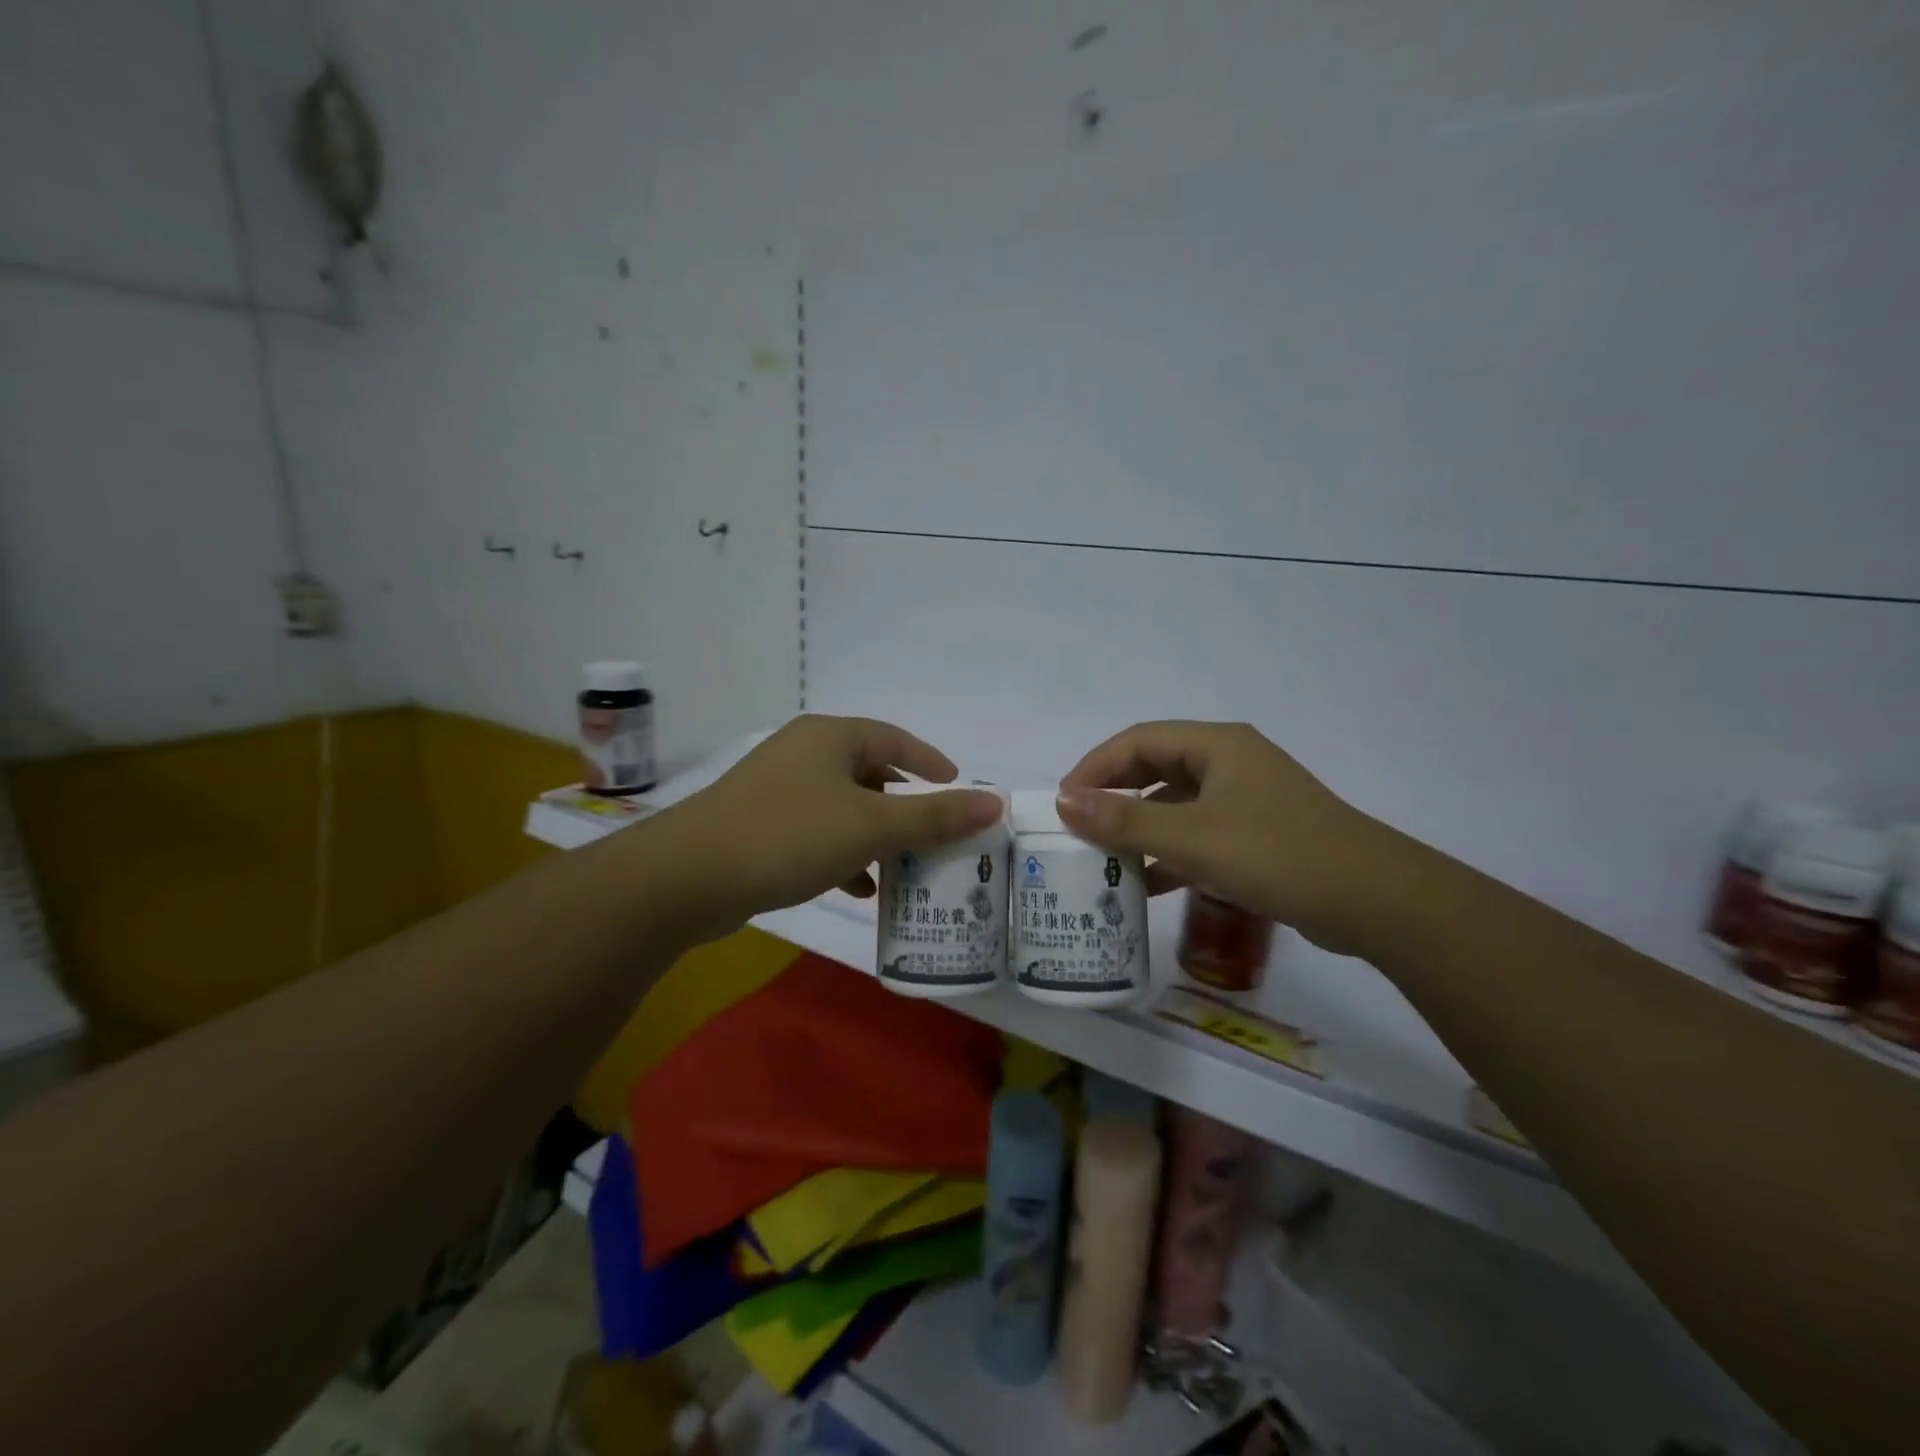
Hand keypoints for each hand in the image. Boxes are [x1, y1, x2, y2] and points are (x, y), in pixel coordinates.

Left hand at [671, 715, 1003, 929]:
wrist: (689, 876)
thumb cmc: (790, 835)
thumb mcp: (872, 826)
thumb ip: (935, 816)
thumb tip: (994, 803)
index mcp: (831, 737)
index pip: (894, 738)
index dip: (929, 761)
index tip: (956, 784)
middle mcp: (803, 753)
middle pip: (869, 772)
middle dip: (903, 804)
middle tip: (934, 831)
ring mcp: (776, 789)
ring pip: (842, 807)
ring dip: (874, 835)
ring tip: (903, 865)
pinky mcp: (758, 824)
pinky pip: (816, 832)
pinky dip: (843, 853)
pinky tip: (858, 887)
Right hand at [1058, 721, 1388, 951]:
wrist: (1374, 901)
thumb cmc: (1278, 855)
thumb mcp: (1193, 838)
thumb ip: (1125, 821)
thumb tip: (1064, 802)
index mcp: (1217, 745)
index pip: (1139, 740)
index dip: (1096, 766)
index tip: (1064, 801)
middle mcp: (1230, 762)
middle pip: (1156, 769)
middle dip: (1115, 797)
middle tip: (1079, 829)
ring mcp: (1247, 799)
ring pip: (1176, 804)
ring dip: (1140, 829)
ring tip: (1104, 860)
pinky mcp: (1258, 833)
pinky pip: (1199, 833)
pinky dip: (1171, 853)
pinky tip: (1148, 885)